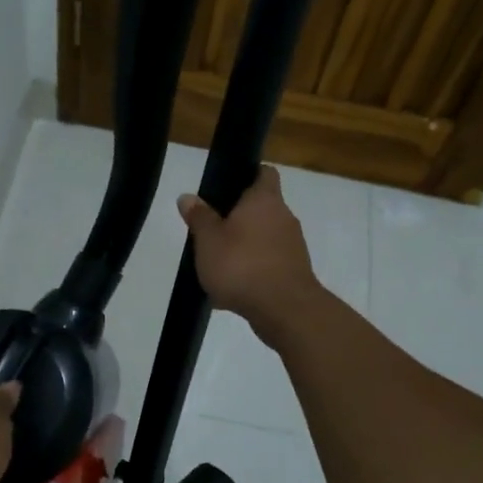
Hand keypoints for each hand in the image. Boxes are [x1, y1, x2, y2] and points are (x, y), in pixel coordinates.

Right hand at [178, 166, 323, 347]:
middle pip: (262, 208)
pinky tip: (231, 290)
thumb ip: (199, 217)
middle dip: (239, 219)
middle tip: (212, 230)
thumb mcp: (208, 240)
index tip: (227, 187)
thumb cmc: (242, 265)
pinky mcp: (294, 272)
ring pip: (264, 238)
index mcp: (264, 199)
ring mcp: (293, 246)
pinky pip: (268, 264)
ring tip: (217, 264)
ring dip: (244, 247)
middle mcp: (284, 217)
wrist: (284, 310)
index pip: (264, 172)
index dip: (247, 174)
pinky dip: (252, 271)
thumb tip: (188, 196)